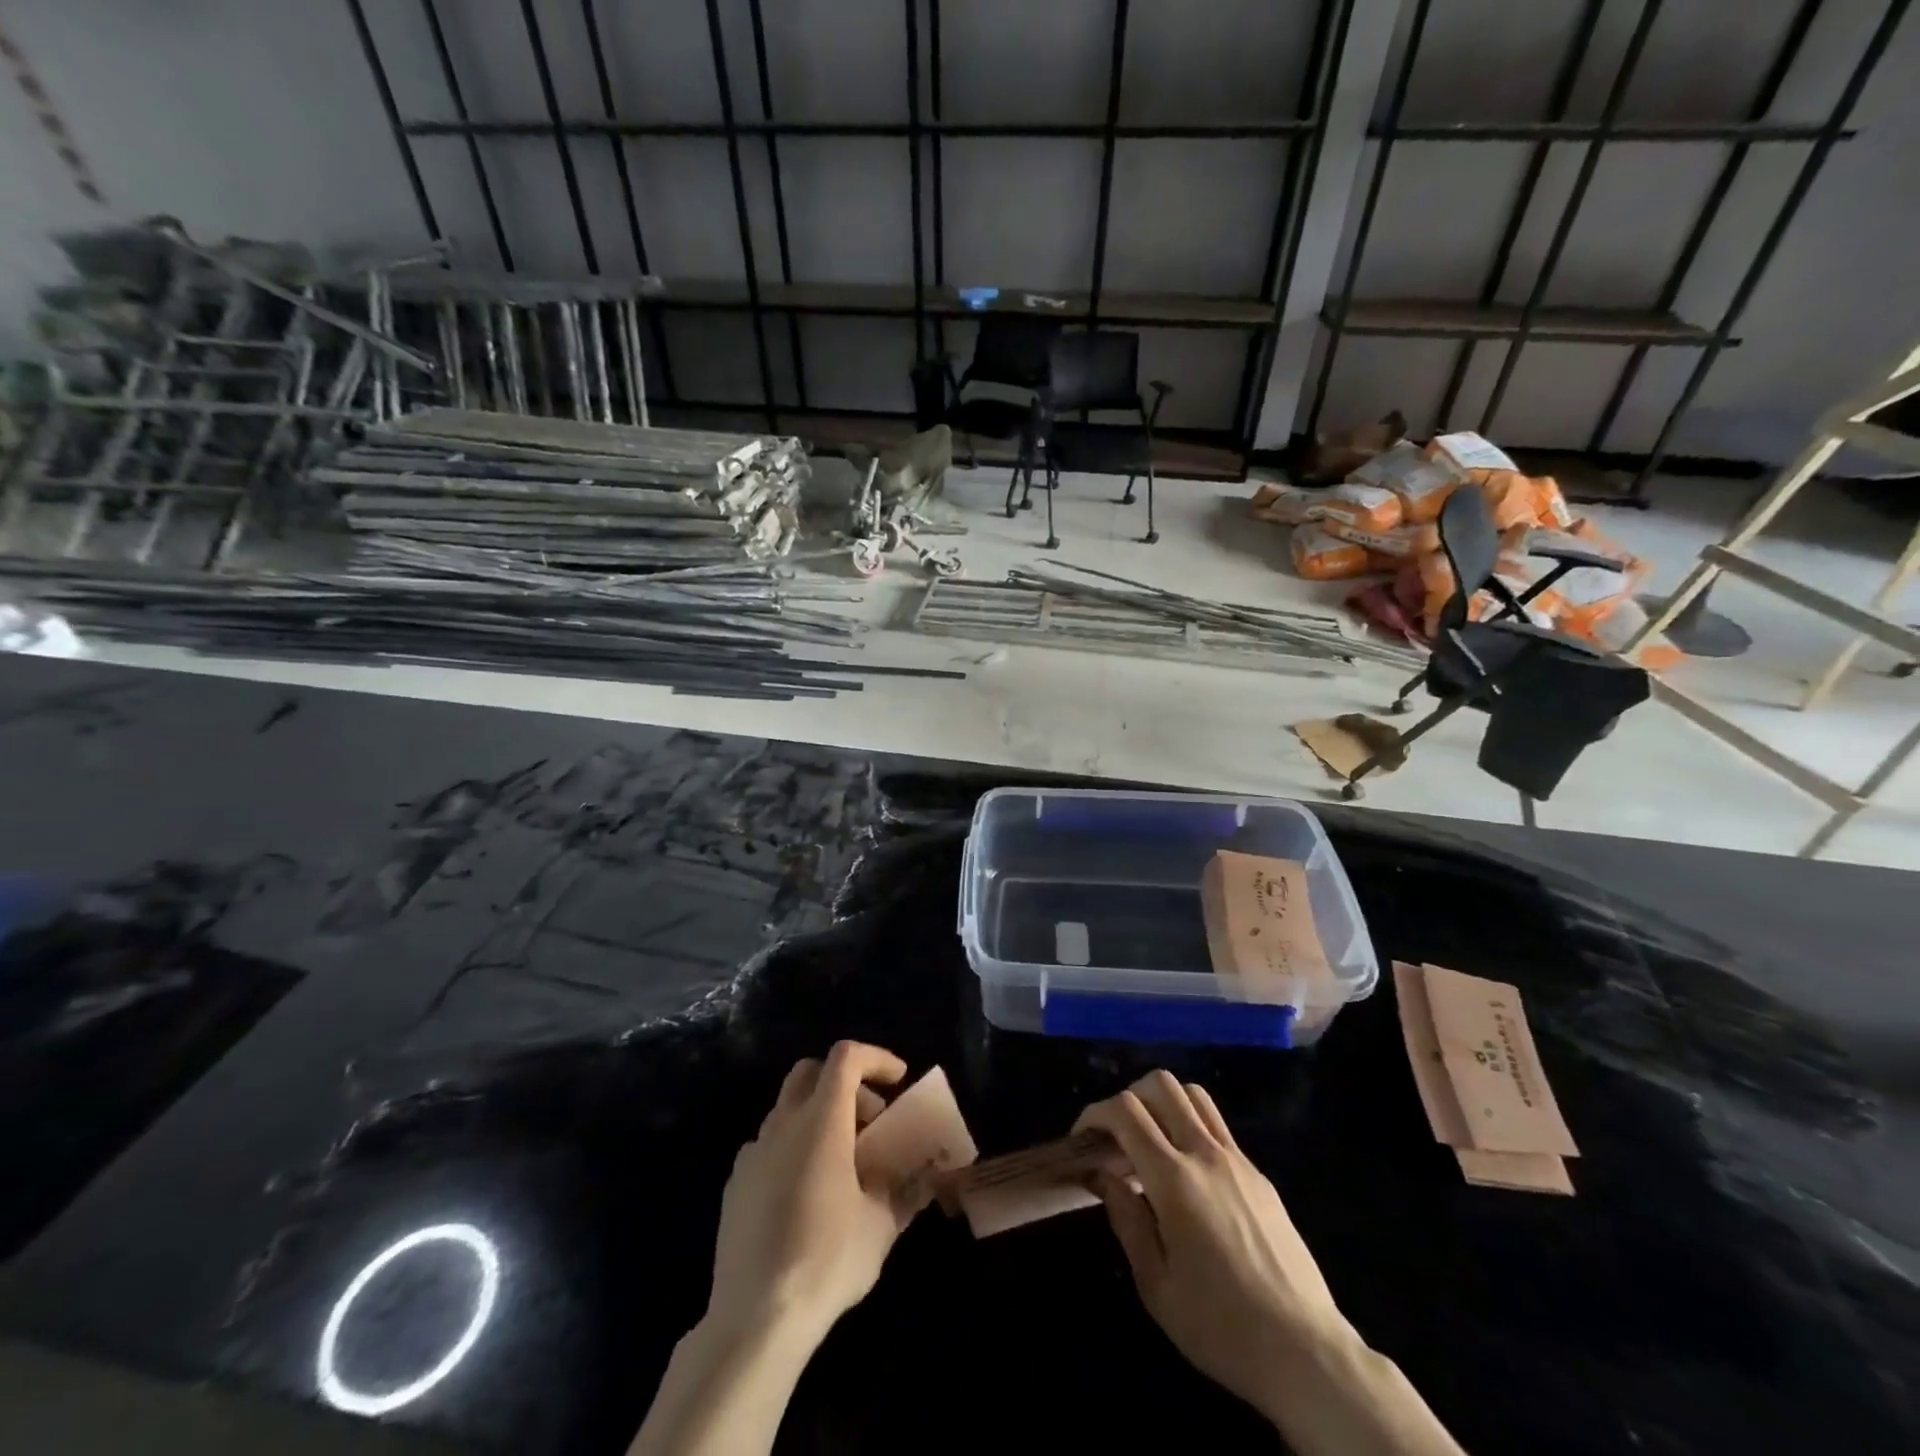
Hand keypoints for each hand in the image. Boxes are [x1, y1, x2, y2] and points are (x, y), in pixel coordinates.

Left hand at [706, 1041, 913, 1346]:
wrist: (754, 1320)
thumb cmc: (827, 1260)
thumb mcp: (881, 1226)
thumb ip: (904, 1189)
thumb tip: (925, 1176)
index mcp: (821, 1121)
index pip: (846, 1057)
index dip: (876, 1058)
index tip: (899, 1080)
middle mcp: (783, 1124)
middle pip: (811, 1071)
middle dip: (846, 1083)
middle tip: (871, 1120)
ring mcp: (753, 1152)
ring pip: (788, 1107)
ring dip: (819, 1115)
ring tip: (843, 1161)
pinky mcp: (735, 1184)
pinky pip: (769, 1144)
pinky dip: (794, 1146)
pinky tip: (807, 1191)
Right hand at [1075, 1072, 1349, 1421]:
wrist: (1305, 1352)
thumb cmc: (1220, 1326)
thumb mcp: (1155, 1285)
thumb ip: (1125, 1218)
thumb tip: (1102, 1174)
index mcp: (1175, 1180)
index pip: (1126, 1111)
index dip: (1095, 1113)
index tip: (1082, 1139)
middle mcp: (1205, 1154)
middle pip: (1161, 1085)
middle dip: (1128, 1097)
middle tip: (1116, 1136)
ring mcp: (1237, 1160)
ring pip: (1193, 1095)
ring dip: (1163, 1103)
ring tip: (1150, 1142)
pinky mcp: (1258, 1175)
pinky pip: (1217, 1126)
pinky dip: (1190, 1127)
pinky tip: (1186, 1174)